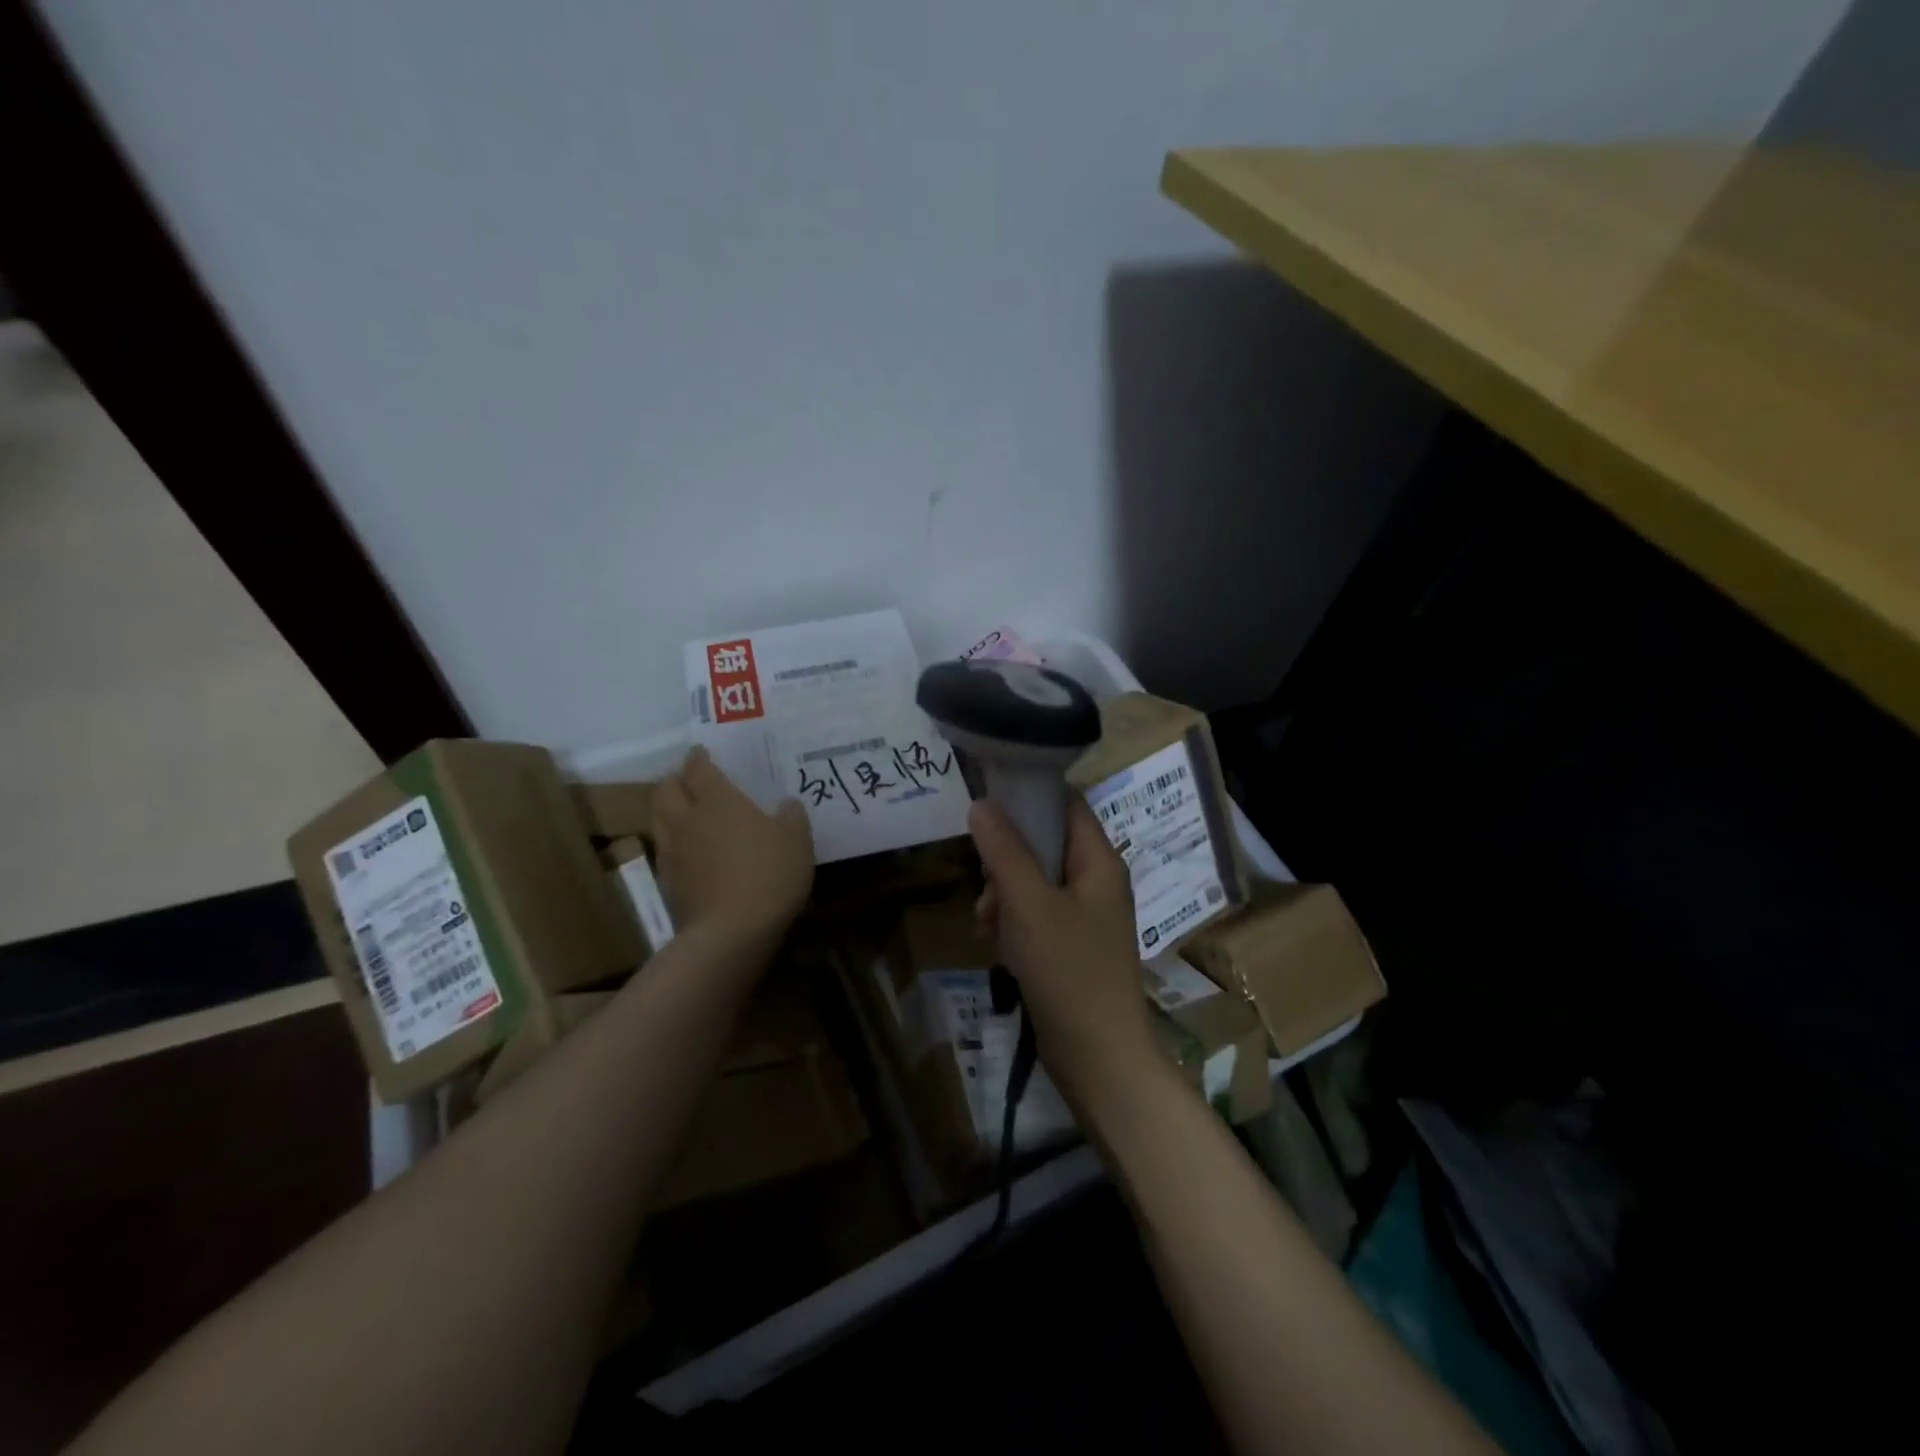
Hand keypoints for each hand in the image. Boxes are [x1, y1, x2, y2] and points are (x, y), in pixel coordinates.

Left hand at [651, 747, 813, 950]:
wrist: (731, 932)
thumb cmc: (768, 874)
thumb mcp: (796, 840)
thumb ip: (791, 815)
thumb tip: (785, 804)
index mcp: (718, 801)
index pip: (699, 769)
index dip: (699, 758)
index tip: (701, 752)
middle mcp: (687, 819)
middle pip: (666, 789)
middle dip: (675, 780)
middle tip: (689, 780)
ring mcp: (672, 852)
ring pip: (658, 818)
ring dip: (667, 808)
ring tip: (683, 811)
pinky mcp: (667, 882)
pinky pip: (663, 849)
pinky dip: (672, 841)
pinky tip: (688, 850)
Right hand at [968, 795, 1157, 1107]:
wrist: (1100, 1058)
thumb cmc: (1068, 972)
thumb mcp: (1029, 906)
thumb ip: (1005, 851)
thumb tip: (981, 804)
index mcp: (1098, 861)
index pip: (1065, 803)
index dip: (1028, 796)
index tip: (986, 805)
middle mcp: (1097, 880)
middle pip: (1045, 842)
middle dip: (1006, 859)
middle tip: (983, 885)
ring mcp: (1086, 914)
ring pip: (1035, 880)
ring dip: (1004, 894)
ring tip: (984, 923)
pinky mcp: (1073, 944)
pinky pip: (1038, 914)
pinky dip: (1014, 921)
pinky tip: (994, 943)